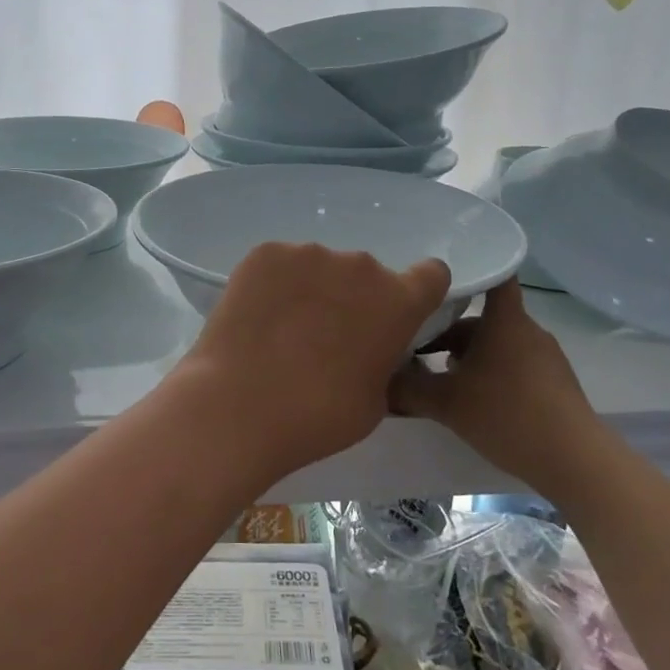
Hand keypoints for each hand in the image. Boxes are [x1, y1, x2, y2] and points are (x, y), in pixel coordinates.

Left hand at [177, 242, 450, 482]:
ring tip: (282, 331)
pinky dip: (274, 285)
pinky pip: (280, 265)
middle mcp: (360, 266)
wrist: (239, 407)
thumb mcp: (376, 401)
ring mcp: (309, 253)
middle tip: (325, 337)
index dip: (418, 292)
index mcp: (398, 301)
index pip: (431, 275)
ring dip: (312, 290)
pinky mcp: (266, 253)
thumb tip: (370, 349)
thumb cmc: (318, 416)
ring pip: (320, 268)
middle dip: (353, 298)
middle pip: (366, 275)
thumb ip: (384, 360)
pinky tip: (257, 319)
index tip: (396, 315)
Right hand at [389, 279, 594, 482]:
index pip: (494, 275)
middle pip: (483, 317)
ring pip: (497, 343)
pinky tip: (473, 401)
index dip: (470, 270)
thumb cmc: (507, 414)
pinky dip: (491, 374)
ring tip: (440, 379)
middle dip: (450, 331)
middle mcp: (526, 329)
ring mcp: (545, 356)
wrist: (574, 460)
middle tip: (417, 348)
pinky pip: (514, 365)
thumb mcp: (446, 403)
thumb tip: (379, 380)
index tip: (439, 279)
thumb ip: (408, 389)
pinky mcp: (554, 382)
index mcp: (504, 319)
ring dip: (469, 356)